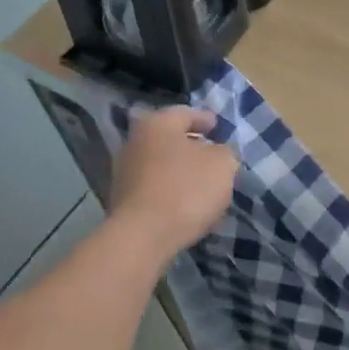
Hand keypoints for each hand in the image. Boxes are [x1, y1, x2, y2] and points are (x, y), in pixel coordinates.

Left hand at [108, 107, 237, 263]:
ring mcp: (125, 171)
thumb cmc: (186, 188)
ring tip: (205, 183)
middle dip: (192, 146)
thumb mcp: (222, 164)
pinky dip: (172, 190)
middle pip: (170, 138)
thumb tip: (218, 153)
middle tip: (214, 155)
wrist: (144, 236)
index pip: (186, 113)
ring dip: (182, 170)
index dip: (206, 120)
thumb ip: (225, 152)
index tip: (219, 128)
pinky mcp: (124, 199)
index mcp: (158, 124)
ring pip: (162, 163)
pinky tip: (188, 203)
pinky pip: (155, 187)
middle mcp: (135, 141)